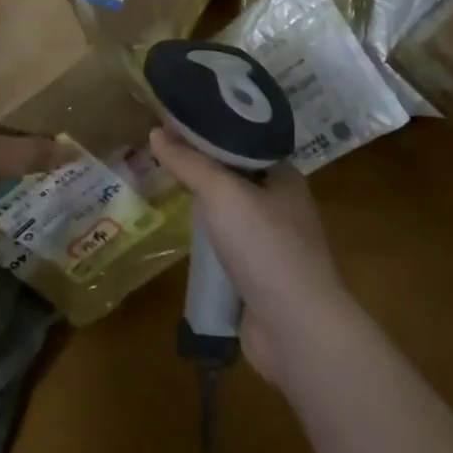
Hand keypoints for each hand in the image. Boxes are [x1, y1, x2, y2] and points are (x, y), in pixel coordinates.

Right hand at [149, 127, 347, 386]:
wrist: (297, 330)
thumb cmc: (265, 247)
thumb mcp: (222, 192)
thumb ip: (189, 162)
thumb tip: (155, 131)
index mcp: (284, 176)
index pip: (243, 140)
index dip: (210, 129)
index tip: (176, 122)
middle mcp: (282, 205)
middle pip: (235, 175)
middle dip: (201, 167)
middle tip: (162, 154)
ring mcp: (274, 244)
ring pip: (230, 213)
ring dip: (203, 206)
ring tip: (165, 188)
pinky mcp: (261, 277)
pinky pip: (228, 247)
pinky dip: (207, 242)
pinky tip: (183, 236)